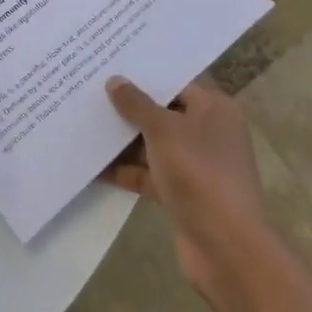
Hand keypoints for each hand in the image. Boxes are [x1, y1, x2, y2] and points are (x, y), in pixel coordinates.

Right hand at [103, 76, 271, 305]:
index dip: (146, 74)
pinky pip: (151, 174)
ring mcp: (197, 166)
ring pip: (155, 145)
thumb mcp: (163, 130)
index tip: (113, 64)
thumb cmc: (199, 173)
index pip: (178, 82)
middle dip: (131, 106)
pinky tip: (94, 165)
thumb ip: (137, 104)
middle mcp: (209, 133)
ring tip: (86, 123)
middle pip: (165, 113)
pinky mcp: (184, 194)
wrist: (226, 248)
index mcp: (215, 109)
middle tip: (92, 90)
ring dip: (125, 140)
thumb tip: (115, 81)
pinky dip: (127, 171)